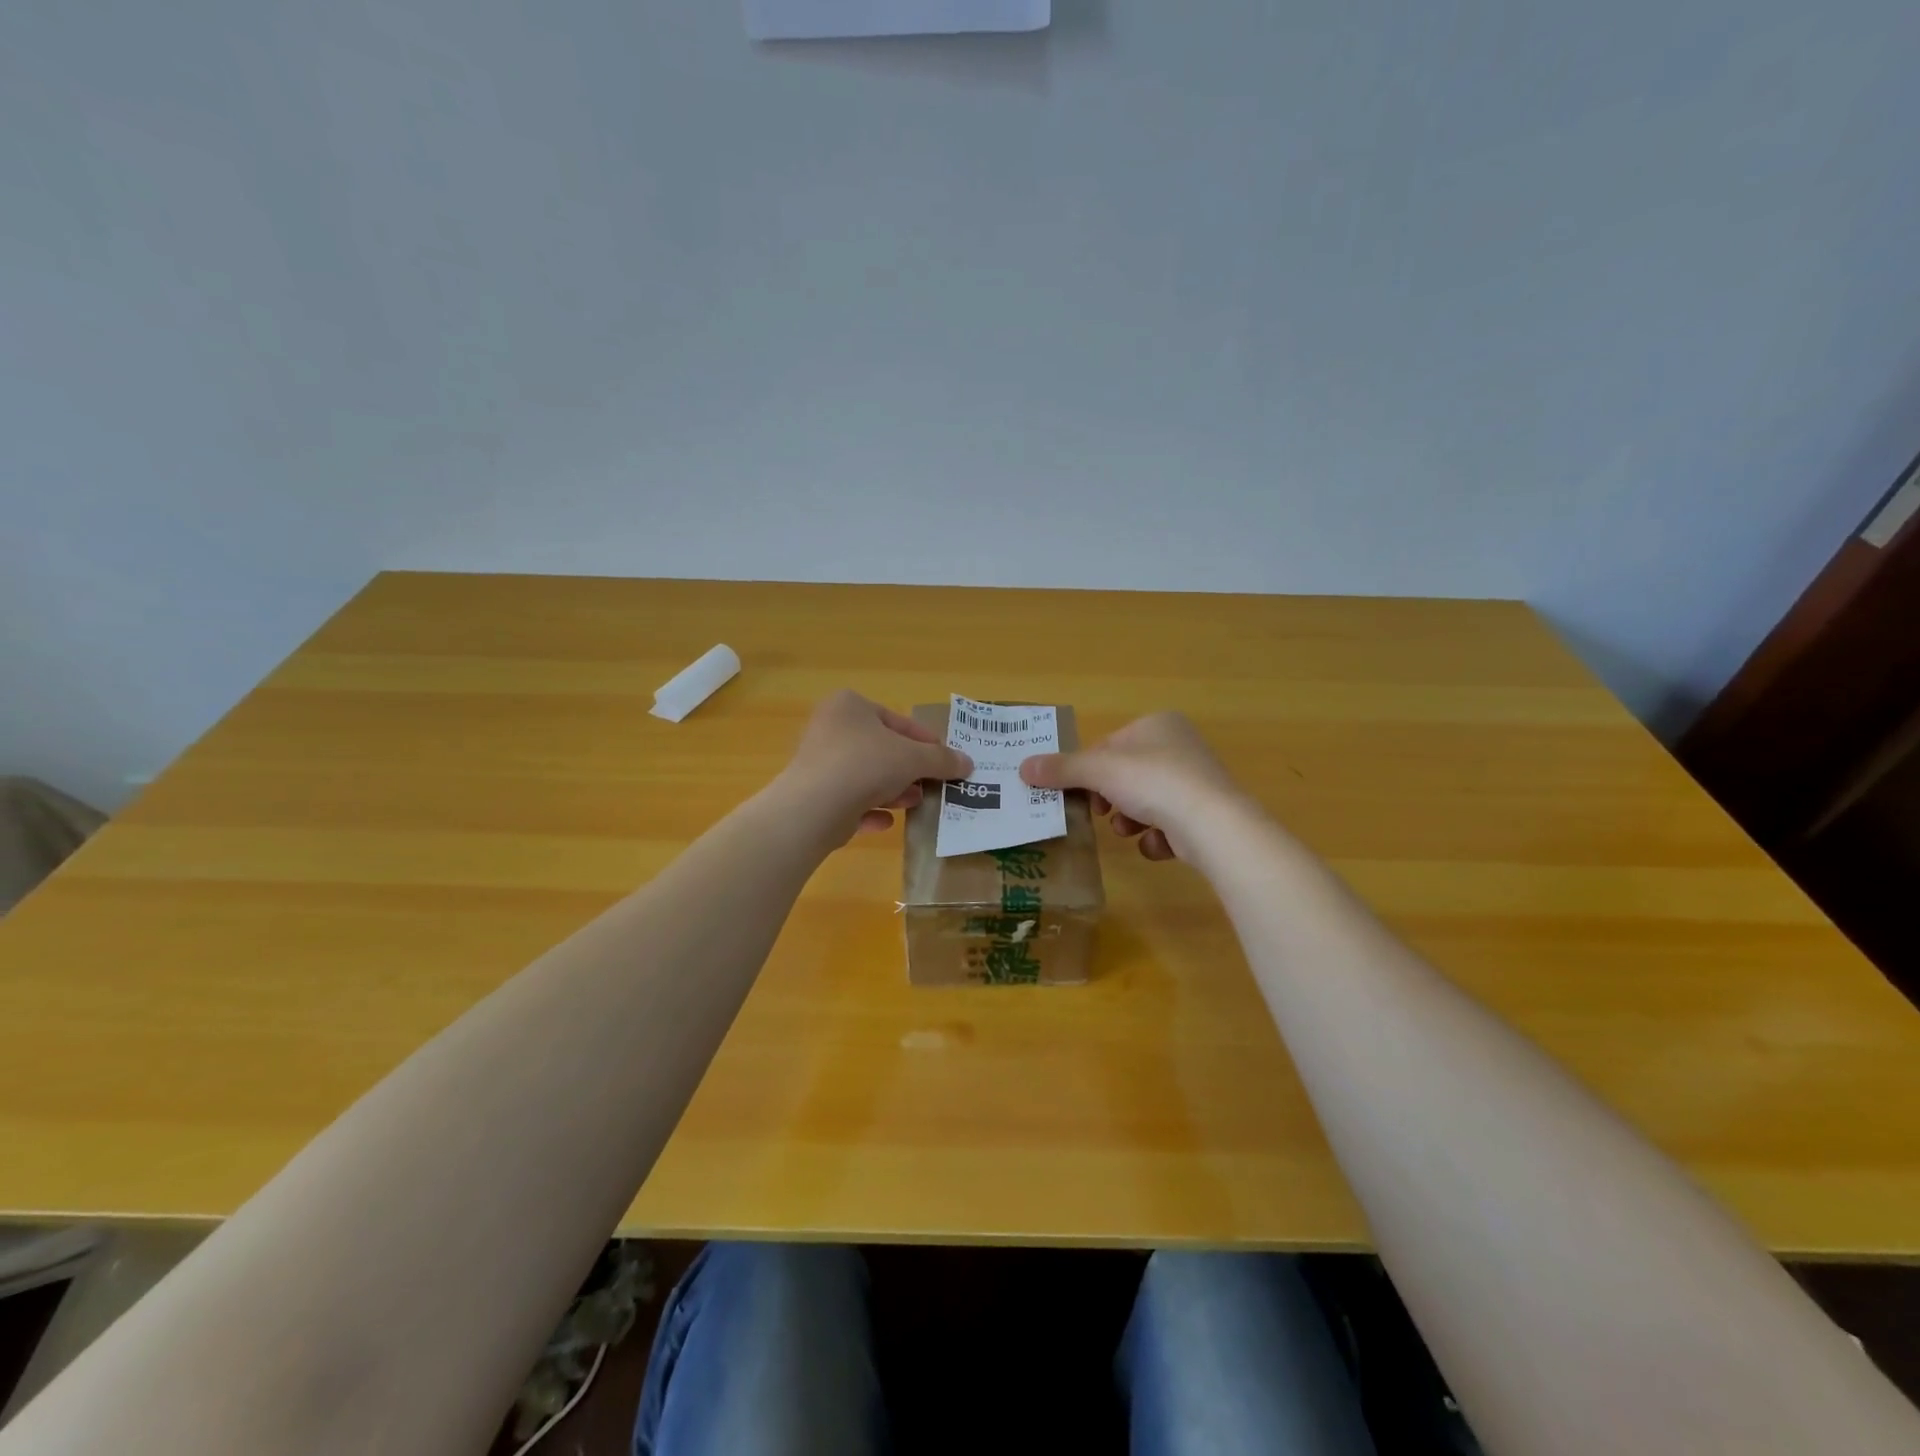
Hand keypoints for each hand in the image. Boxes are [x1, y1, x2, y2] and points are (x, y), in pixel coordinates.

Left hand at [775, 690, 972, 840]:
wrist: (815, 807)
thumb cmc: (866, 764)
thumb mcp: (914, 758)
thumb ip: (942, 760)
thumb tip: (968, 763)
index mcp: (850, 706)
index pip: (897, 720)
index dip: (925, 741)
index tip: (946, 759)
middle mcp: (830, 728)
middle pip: (881, 749)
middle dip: (909, 769)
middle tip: (932, 784)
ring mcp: (818, 762)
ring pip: (865, 775)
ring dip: (893, 790)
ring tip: (916, 803)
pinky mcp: (813, 795)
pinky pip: (849, 801)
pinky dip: (869, 810)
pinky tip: (887, 823)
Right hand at [1019, 712, 1244, 860]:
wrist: (1212, 824)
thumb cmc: (1152, 782)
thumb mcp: (1099, 771)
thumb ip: (1061, 769)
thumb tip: (1023, 768)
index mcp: (1157, 724)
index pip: (1108, 746)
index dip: (1088, 771)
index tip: (1077, 793)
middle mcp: (1180, 746)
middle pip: (1125, 775)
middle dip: (1110, 799)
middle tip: (1100, 814)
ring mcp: (1197, 781)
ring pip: (1145, 802)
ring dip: (1130, 820)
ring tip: (1130, 831)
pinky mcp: (1207, 815)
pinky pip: (1168, 825)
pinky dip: (1157, 837)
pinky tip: (1159, 844)